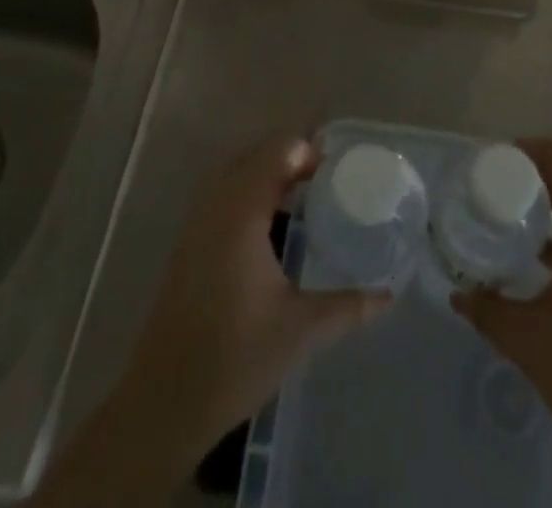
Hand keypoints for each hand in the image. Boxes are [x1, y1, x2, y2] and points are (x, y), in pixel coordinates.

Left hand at [38, 132, 391, 505]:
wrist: (163, 402)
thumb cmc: (233, 359)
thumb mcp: (300, 331)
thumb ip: (348, 306)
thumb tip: (388, 294)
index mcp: (242, 212)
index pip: (278, 150)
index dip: (309, 150)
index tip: (340, 168)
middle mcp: (216, 204)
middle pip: (257, 153)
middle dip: (293, 156)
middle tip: (329, 178)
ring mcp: (197, 221)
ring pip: (237, 170)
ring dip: (270, 171)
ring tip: (307, 192)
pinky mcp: (189, 241)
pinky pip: (223, 191)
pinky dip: (250, 189)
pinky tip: (273, 222)